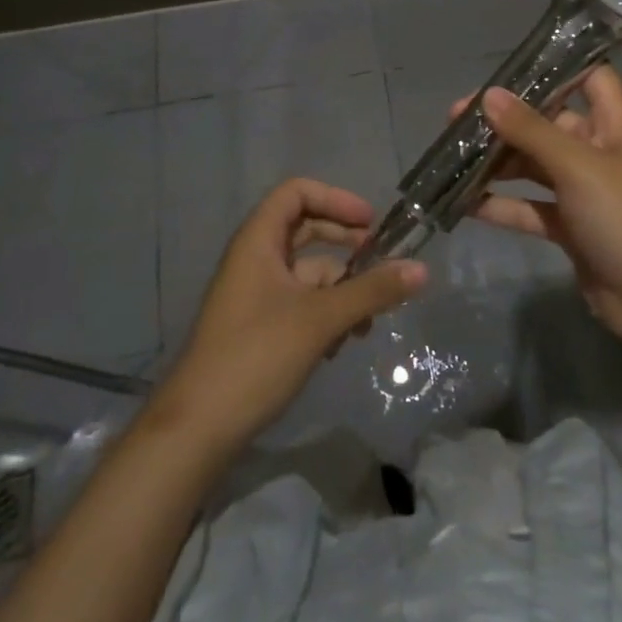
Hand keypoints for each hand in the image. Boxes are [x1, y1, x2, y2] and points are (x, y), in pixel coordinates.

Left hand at [157, 178, 426, 451]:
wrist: (199, 428)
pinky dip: (327, 313)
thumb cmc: (256, 355)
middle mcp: (255, 259)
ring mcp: (257, 294)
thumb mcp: (321, 319)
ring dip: (342, 288)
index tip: (370, 223)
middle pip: (306, 230)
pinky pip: (302, 302)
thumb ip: (372, 290)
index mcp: (258, 241)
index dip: (335, 199)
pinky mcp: (261, 326)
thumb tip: (423, 269)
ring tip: (368, 322)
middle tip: (382, 263)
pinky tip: (343, 344)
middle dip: (346, 245)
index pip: (296, 193)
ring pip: (309, 273)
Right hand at [458, 66, 621, 356]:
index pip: (590, 79)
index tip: (509, 70)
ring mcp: (583, 193)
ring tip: (450, 158)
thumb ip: (531, 130)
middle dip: (505, 121)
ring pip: (533, 167)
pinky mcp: (570, 229)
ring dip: (497, 163)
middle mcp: (597, 152)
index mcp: (612, 125)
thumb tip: (488, 95)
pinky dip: (501, 205)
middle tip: (454, 122)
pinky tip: (464, 203)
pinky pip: (529, 208)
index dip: (556, 68)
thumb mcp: (578, 166)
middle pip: (548, 124)